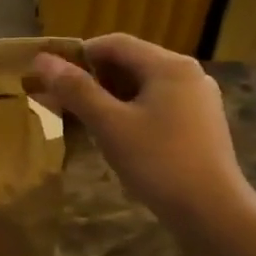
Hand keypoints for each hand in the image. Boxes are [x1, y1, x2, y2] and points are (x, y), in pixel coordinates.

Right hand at [33, 35, 250, 227]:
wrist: (212, 211)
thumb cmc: (158, 162)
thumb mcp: (110, 125)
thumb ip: (76, 90)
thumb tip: (43, 59)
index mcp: (169, 65)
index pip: (115, 43)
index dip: (79, 55)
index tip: (52, 76)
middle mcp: (189, 74)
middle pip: (132, 63)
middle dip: (95, 78)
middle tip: (64, 101)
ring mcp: (199, 100)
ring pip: (146, 87)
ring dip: (113, 97)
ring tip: (86, 120)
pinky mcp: (202, 125)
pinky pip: (160, 106)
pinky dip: (134, 112)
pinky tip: (119, 137)